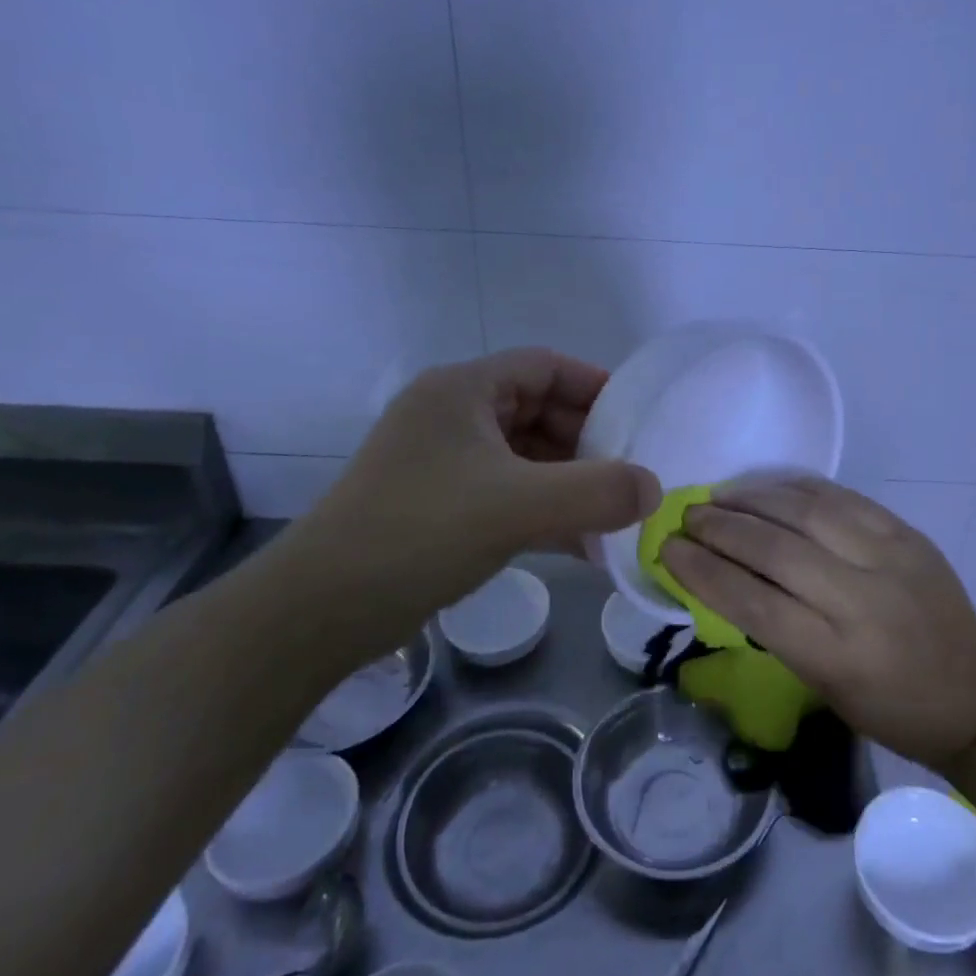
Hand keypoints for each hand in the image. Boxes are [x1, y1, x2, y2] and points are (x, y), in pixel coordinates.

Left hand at [257, 349, 660, 671]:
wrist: (322, 609)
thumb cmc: (420, 532)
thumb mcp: (517, 506)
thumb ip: (596, 492)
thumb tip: (653, 489)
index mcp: (462, 391)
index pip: (544, 366)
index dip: (594, 385)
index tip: (636, 419)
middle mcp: (451, 416)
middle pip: (537, 410)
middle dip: (587, 441)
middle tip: (631, 472)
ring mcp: (442, 462)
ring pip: (524, 457)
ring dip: (569, 481)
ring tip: (614, 513)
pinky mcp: (439, 504)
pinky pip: (507, 494)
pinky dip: (543, 511)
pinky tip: (581, 545)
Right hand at [661, 476, 975, 770]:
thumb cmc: (890, 708)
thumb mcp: (823, 686)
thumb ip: (776, 629)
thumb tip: (722, 577)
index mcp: (837, 655)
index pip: (754, 602)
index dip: (703, 572)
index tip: (668, 550)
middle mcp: (862, 600)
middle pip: (775, 549)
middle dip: (721, 528)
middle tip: (687, 517)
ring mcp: (889, 558)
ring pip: (807, 512)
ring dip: (753, 499)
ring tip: (719, 496)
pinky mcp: (907, 533)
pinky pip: (842, 498)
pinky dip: (796, 487)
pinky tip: (767, 487)